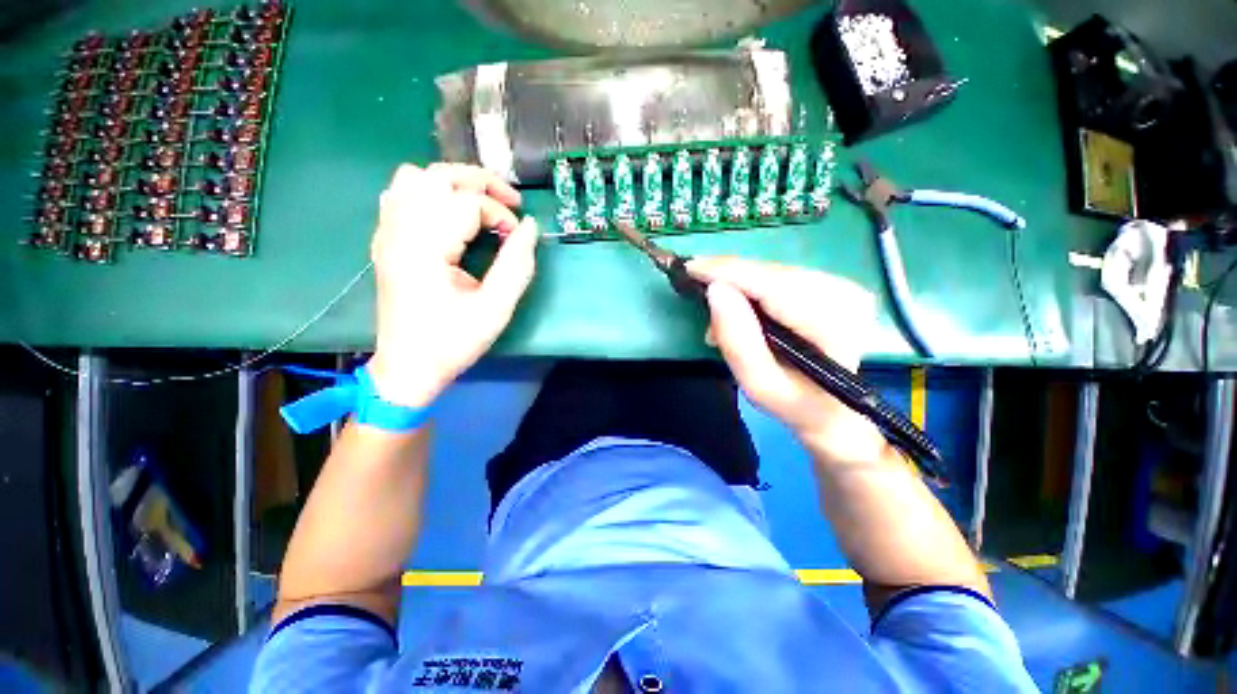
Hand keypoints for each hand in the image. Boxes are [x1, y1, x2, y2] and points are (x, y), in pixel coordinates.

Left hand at [368, 163, 537, 407]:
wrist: (408, 367)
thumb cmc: (453, 342)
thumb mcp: (495, 309)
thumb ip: (517, 266)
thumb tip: (529, 227)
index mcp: (426, 248)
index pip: (467, 204)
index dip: (500, 214)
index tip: (517, 239)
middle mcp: (400, 231)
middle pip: (437, 175)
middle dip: (480, 182)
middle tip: (509, 203)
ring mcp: (387, 233)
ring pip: (414, 178)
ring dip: (453, 184)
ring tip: (479, 206)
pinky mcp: (385, 241)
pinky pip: (400, 195)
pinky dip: (429, 194)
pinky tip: (448, 216)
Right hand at [688, 257, 886, 464]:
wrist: (832, 408)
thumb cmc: (793, 402)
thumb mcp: (757, 383)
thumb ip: (737, 340)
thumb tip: (715, 291)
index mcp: (832, 324)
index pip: (772, 284)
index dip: (727, 272)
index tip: (690, 267)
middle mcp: (845, 295)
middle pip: (771, 273)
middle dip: (728, 279)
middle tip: (696, 291)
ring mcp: (842, 286)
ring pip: (772, 271)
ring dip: (737, 284)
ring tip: (716, 309)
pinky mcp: (832, 285)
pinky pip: (780, 276)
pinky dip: (752, 287)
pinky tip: (738, 306)